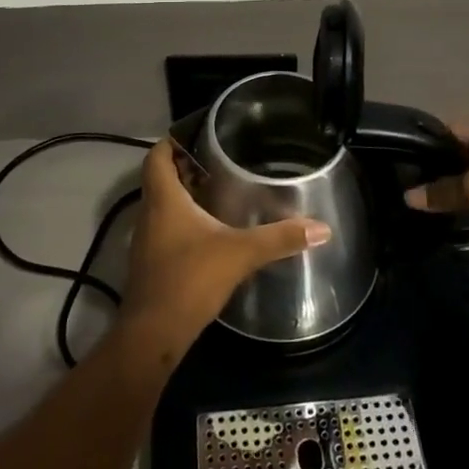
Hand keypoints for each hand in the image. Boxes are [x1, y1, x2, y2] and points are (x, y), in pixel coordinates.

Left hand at [120, 141, 330, 359]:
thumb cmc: (190, 279)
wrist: (153, 334)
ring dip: (185, 194)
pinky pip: (166, 228)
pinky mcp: (152, 263)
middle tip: (219, 159)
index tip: (200, 134)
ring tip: (220, 189)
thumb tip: (321, 228)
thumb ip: (279, 238)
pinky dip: (184, 220)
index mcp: (163, 198)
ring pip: (162, 204)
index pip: (157, 155)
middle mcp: (149, 213)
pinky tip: (211, 230)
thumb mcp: (240, 253)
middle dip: (186, 166)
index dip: (174, 140)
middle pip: (160, 177)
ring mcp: (147, 240)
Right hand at [403, 126, 468, 228]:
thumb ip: (443, 191)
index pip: (454, 129)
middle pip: (467, 156)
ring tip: (433, 206)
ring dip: (461, 193)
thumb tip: (408, 196)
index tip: (407, 157)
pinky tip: (460, 226)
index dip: (430, 141)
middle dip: (444, 171)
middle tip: (417, 184)